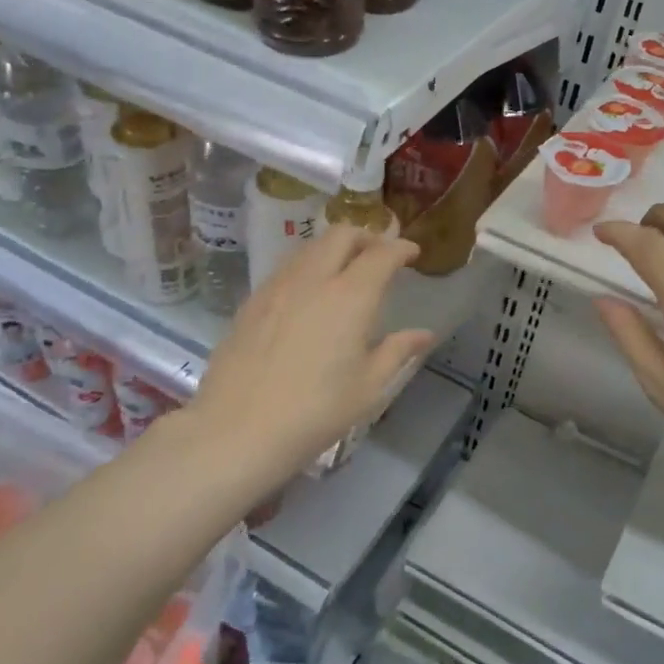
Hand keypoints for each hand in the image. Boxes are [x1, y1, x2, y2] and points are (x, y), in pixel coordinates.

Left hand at [191, 225, 434, 485]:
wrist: (240, 428)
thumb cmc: (316, 411)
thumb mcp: (368, 386)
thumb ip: (397, 351)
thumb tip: (423, 334)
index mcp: (350, 297)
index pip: (381, 255)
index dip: (400, 248)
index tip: (411, 253)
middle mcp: (313, 279)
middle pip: (341, 235)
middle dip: (366, 236)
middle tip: (379, 255)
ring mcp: (276, 287)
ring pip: (309, 248)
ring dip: (333, 248)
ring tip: (344, 270)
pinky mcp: (251, 302)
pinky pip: (285, 269)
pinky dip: (306, 267)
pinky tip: (307, 293)